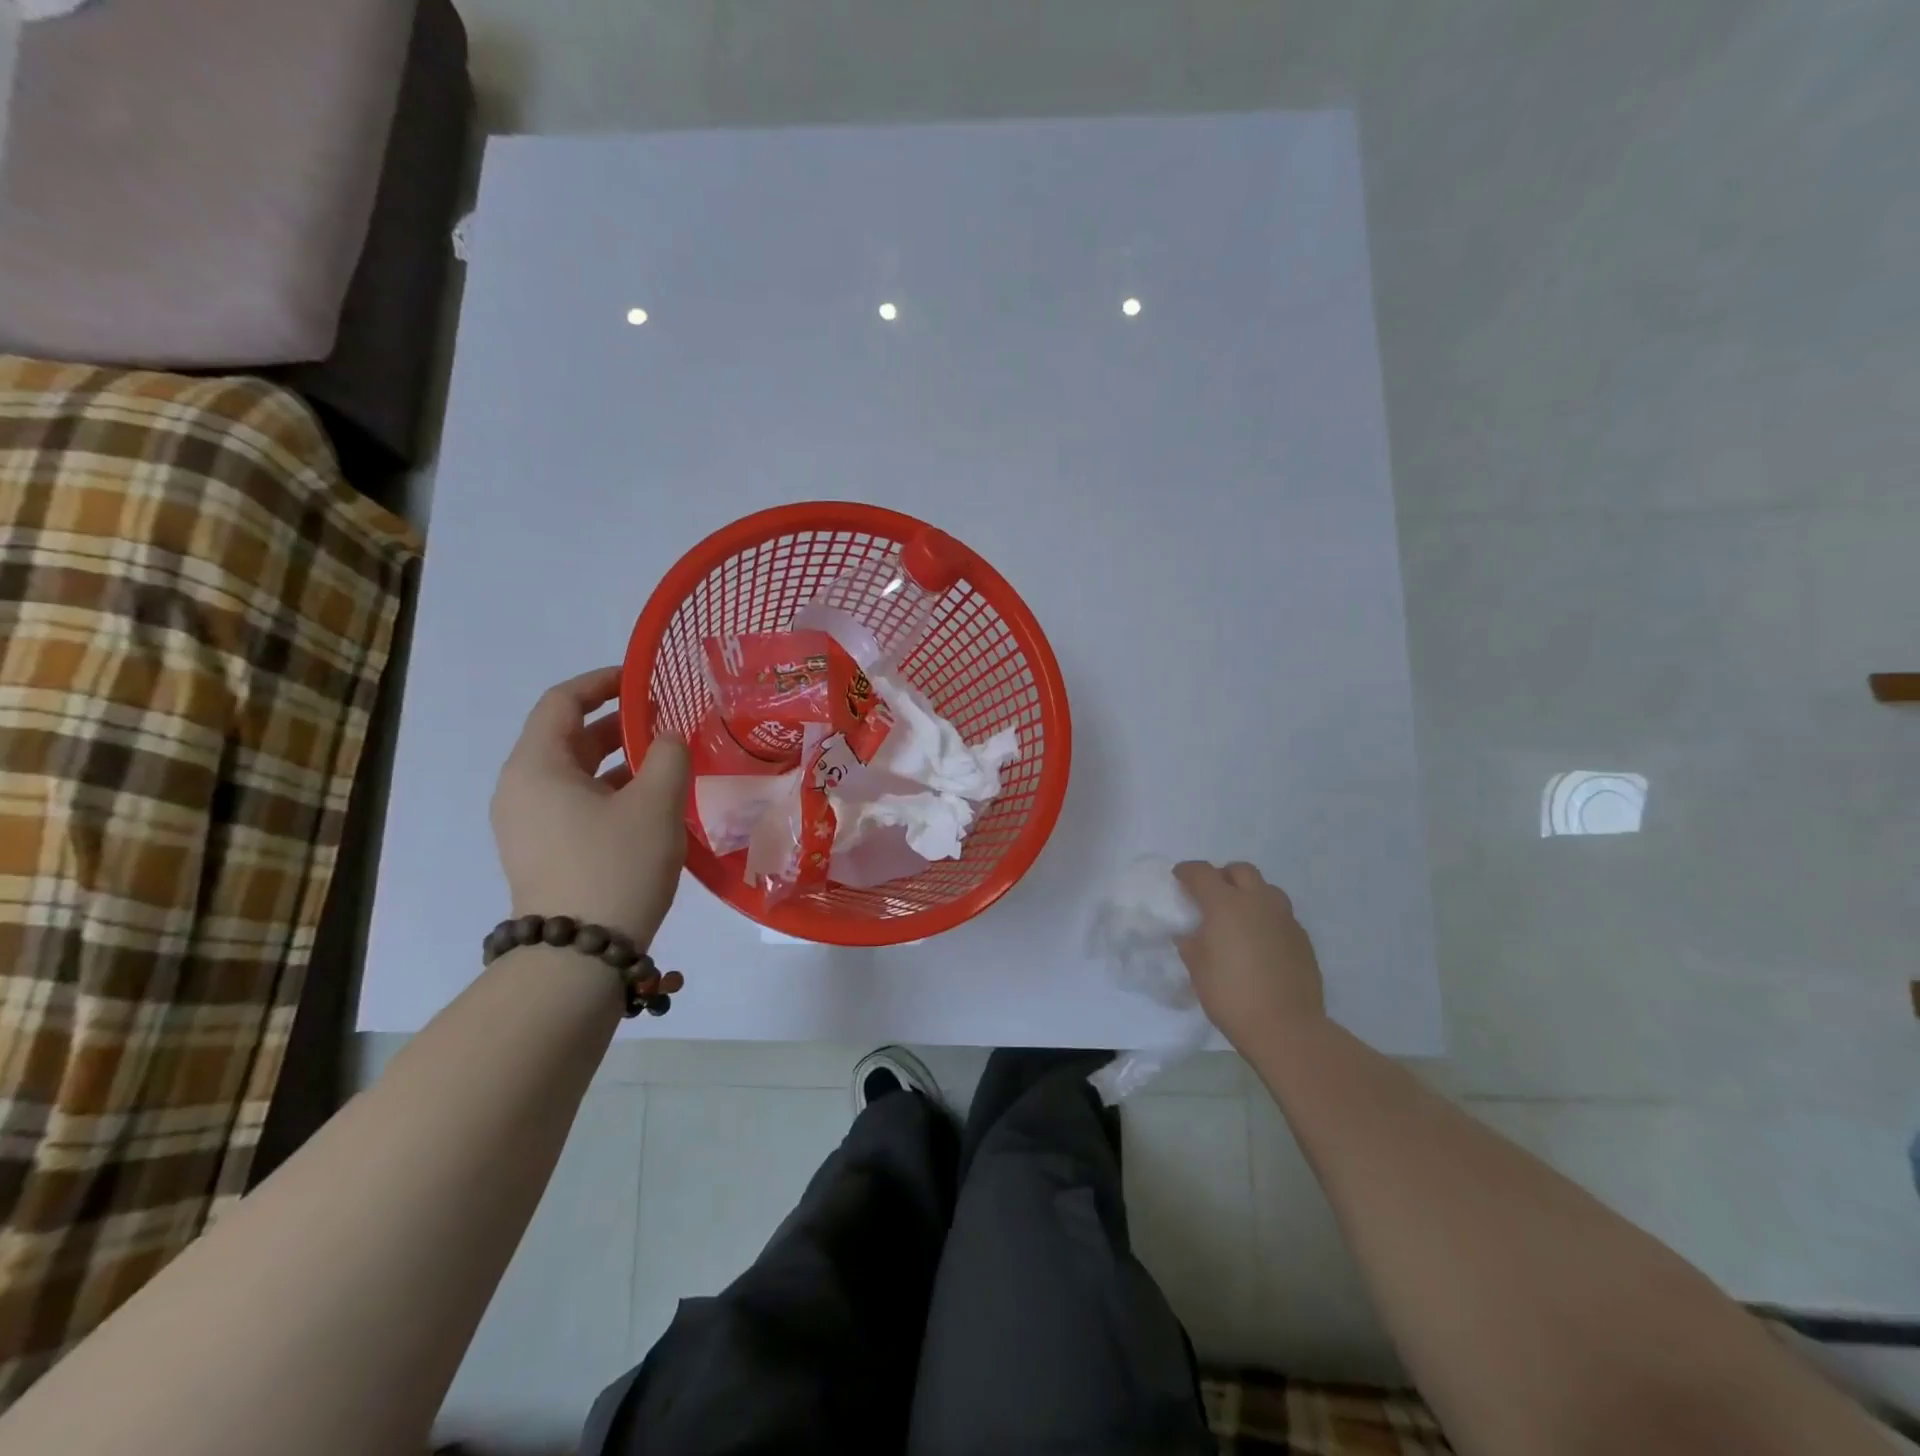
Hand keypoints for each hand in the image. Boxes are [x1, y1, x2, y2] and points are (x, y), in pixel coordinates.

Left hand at [491, 667, 689, 947]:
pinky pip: (574, 804)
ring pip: (574, 774)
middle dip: (618, 724)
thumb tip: (668, 739)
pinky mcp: (541, 853)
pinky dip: (609, 792)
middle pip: (567, 738)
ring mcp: (526, 825)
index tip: (643, 680)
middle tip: (666, 721)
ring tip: (666, 761)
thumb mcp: (656, 804)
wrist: (578, 956)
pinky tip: (649, 804)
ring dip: (618, 761)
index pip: (562, 701)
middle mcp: (521, 789)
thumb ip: (669, 756)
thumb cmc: (615, 866)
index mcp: (536, 766)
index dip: (603, 682)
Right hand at [1174, 861, 1325, 1048]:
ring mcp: (1284, 918)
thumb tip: (1190, 933)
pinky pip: (1281, 914)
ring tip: (1239, 916)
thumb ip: (1190, 942)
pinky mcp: (1302, 938)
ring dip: (1249, 893)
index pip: (1202, 873)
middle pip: (1240, 870)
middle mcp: (1257, 902)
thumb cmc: (1231, 995)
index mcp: (1226, 904)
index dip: (1187, 871)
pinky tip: (1259, 941)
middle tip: (1211, 896)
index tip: (1179, 878)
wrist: (1287, 1028)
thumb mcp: (1197, 968)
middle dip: (1222, 876)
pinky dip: (1266, 917)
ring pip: (1266, 889)